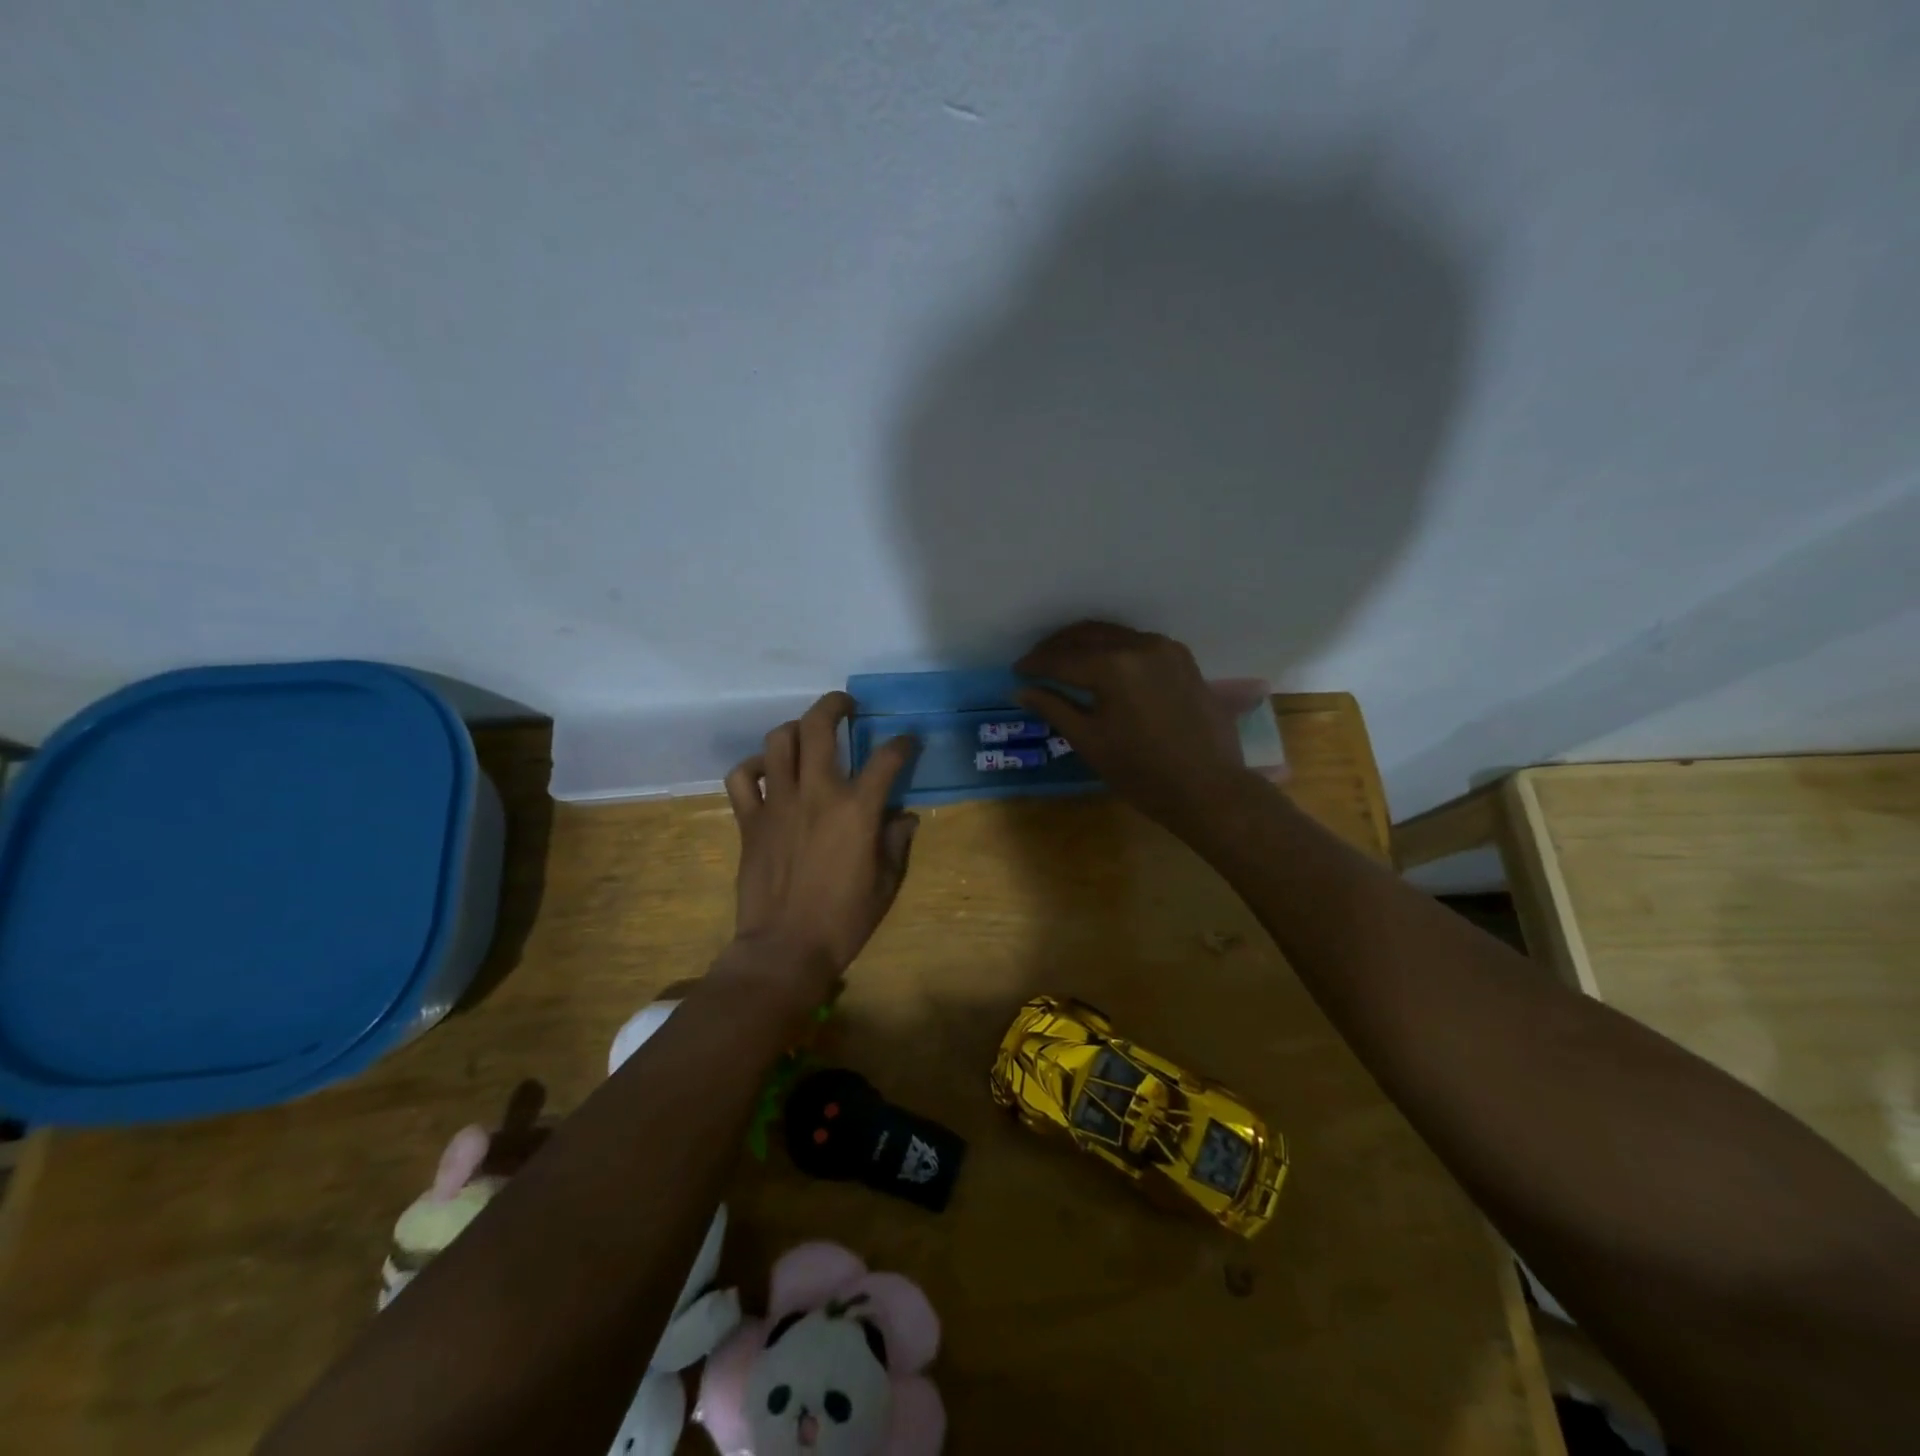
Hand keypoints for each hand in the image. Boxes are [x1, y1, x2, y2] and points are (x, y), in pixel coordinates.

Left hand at [720, 692, 918, 1000]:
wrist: (785, 949)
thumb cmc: (844, 920)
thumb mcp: (886, 884)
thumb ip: (897, 843)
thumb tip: (903, 817)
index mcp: (856, 809)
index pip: (886, 759)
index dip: (902, 744)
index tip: (907, 742)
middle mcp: (816, 793)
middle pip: (819, 727)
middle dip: (835, 706)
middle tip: (846, 706)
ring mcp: (777, 803)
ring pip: (778, 741)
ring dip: (794, 729)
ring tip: (806, 734)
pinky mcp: (749, 820)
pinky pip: (741, 777)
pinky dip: (753, 767)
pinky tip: (767, 772)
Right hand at [1016, 622, 1249, 829]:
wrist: (1208, 789)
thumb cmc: (1142, 773)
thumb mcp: (1090, 741)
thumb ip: (1054, 708)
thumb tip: (1021, 690)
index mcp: (1113, 667)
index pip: (1062, 659)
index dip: (1035, 664)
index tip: (1017, 670)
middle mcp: (1139, 646)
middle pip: (1087, 635)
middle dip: (1057, 646)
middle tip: (1036, 661)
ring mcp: (1166, 649)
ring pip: (1114, 634)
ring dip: (1086, 643)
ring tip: (1066, 660)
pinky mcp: (1183, 659)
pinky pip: (1138, 643)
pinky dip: (1115, 648)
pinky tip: (1105, 665)